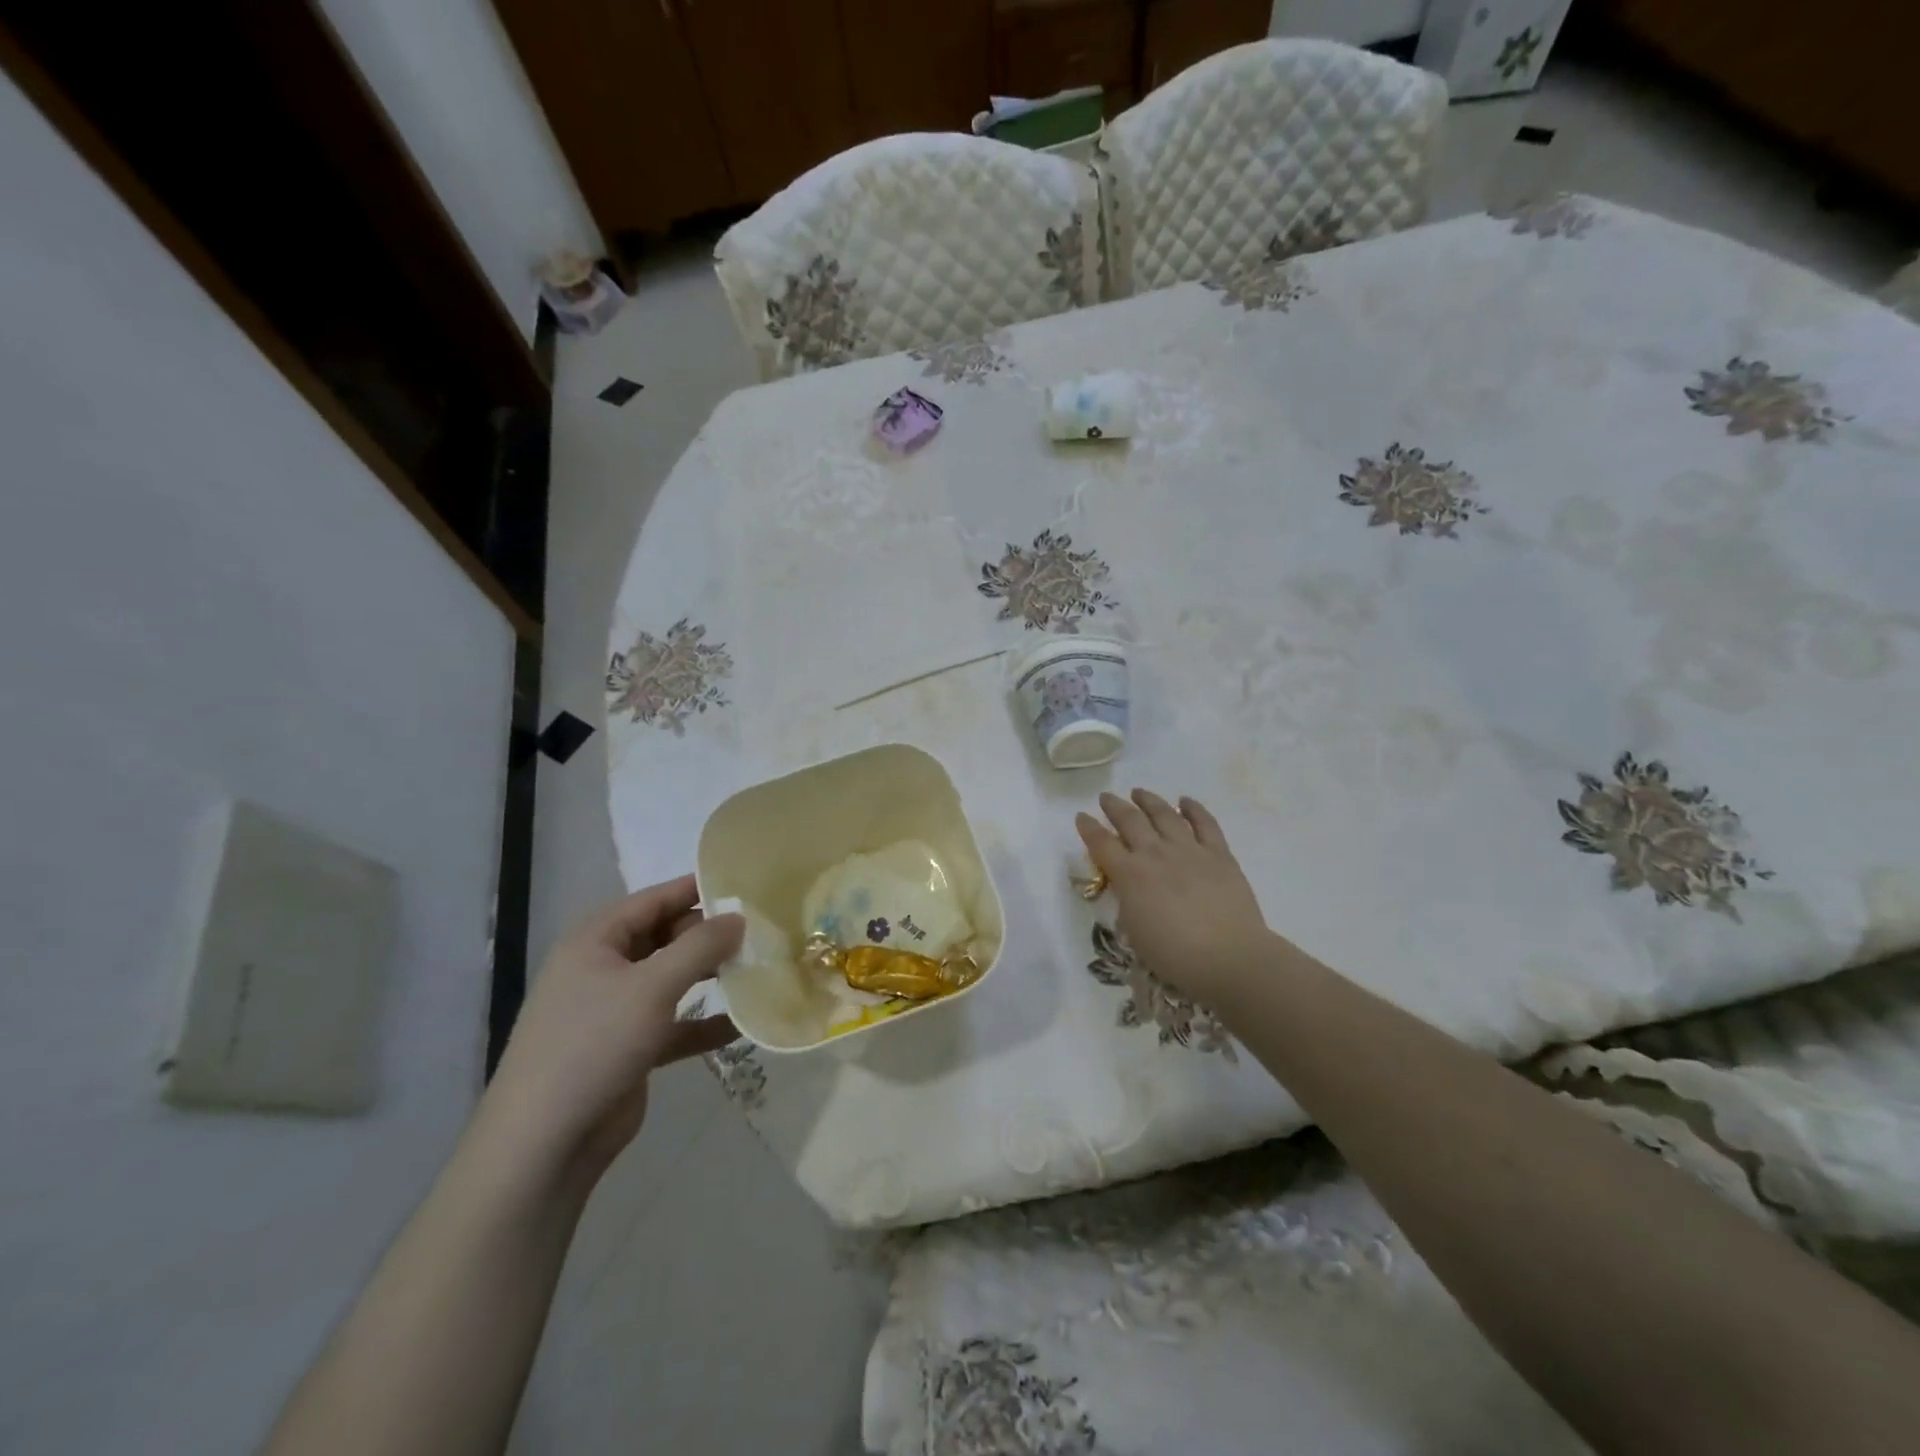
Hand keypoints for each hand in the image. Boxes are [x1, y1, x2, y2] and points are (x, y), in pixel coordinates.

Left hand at [478, 875, 742, 1188]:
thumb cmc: (594, 1044)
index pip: (654, 899)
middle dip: (710, 935)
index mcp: (596, 940)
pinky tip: (743, 1024)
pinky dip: (704, 1023)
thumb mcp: (652, 986)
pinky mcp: (629, 1048)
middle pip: (666, 937)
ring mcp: (615, 1010)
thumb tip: (739, 918)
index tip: (746, 885)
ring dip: (711, 976)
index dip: (698, 889)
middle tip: (761, 931)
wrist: (544, 1144)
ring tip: (758, 968)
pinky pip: (675, 1024)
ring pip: (672, 980)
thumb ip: (700, 946)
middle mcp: (603, 968)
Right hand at [1076, 790, 1278, 1008]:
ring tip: (1139, 792)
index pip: (1102, 843)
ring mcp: (1189, 850)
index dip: (1089, 828)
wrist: (1228, 957)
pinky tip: (1186, 801)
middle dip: (1115, 806)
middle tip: (1107, 797)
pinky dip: (1194, 808)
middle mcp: (1155, 854)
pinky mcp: (1219, 854)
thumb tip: (1127, 884)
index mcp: (1130, 875)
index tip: (1081, 816)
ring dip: (1149, 801)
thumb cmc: (1174, 955)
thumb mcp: (1134, 930)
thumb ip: (1127, 899)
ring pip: (1164, 814)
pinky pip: (1205, 823)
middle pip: (1130, 820)